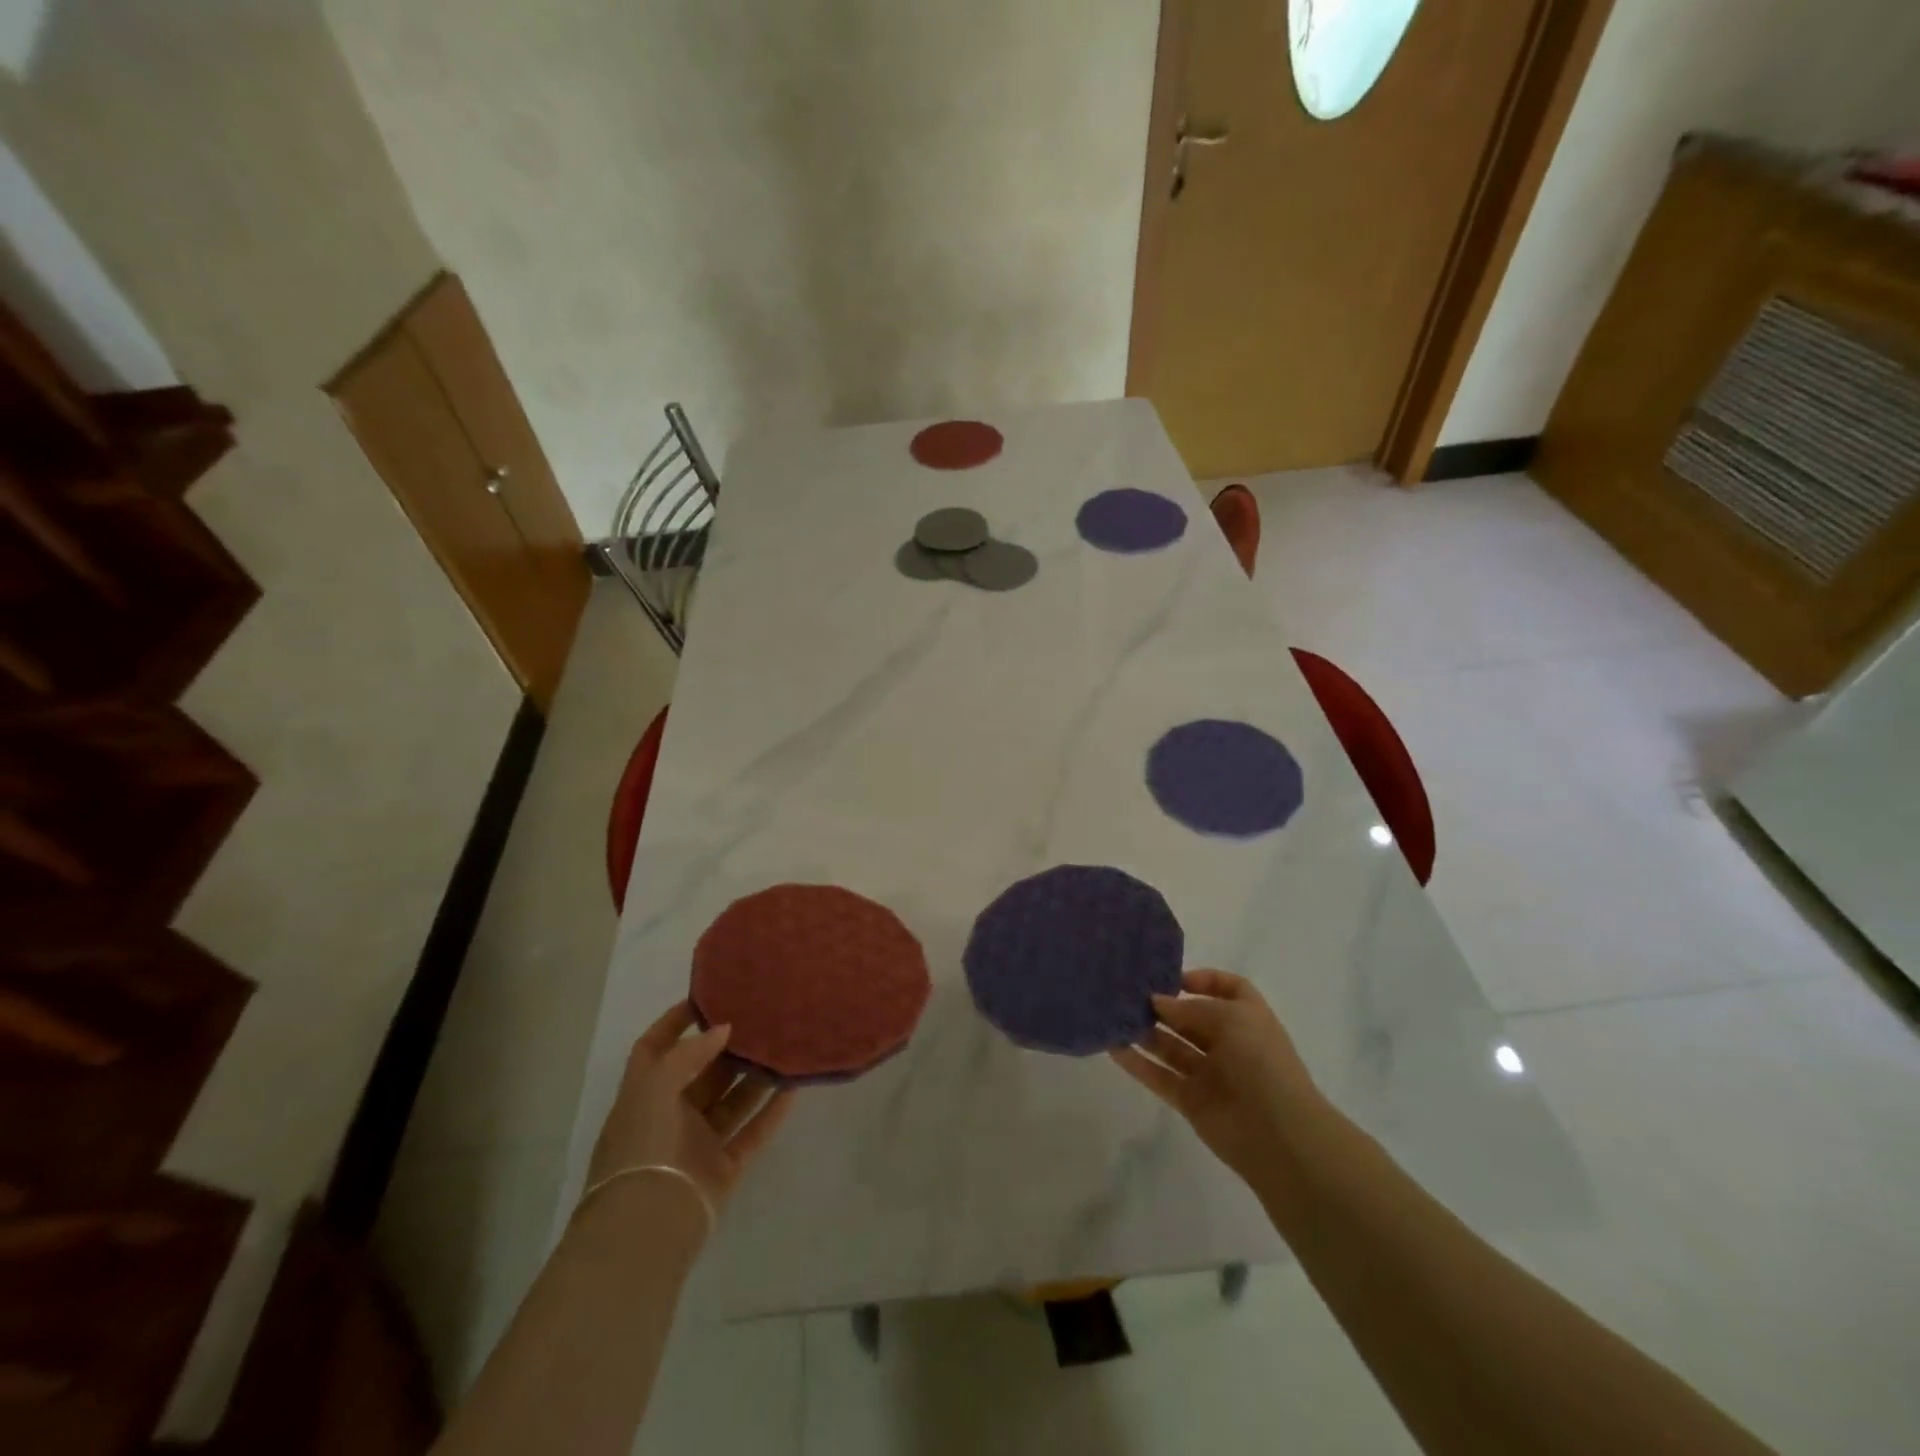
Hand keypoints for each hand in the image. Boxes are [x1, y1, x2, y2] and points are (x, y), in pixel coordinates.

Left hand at [588, 1001, 795, 1214]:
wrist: (648, 1225)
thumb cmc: (643, 1146)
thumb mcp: (655, 1087)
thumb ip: (690, 1053)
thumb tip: (724, 1029)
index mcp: (643, 1095)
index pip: (653, 1048)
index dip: (674, 1023)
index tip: (707, 1000)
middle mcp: (668, 1116)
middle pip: (701, 1072)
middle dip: (726, 1048)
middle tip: (760, 1020)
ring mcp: (697, 1143)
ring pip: (731, 1101)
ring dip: (755, 1077)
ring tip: (784, 1048)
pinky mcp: (723, 1168)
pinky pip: (752, 1132)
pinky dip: (771, 1112)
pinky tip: (793, 1089)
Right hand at [1111, 970, 1326, 1198]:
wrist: (1278, 1135)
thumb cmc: (1261, 1062)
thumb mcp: (1230, 1019)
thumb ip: (1188, 1009)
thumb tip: (1156, 1001)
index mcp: (1247, 1018)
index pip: (1227, 988)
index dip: (1202, 980)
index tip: (1171, 978)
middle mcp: (1228, 1042)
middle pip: (1191, 1017)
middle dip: (1163, 1005)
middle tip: (1129, 994)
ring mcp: (1208, 1072)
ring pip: (1171, 1046)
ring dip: (1145, 1032)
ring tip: (1115, 1016)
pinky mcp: (1190, 1099)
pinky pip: (1160, 1076)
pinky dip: (1137, 1064)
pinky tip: (1113, 1048)